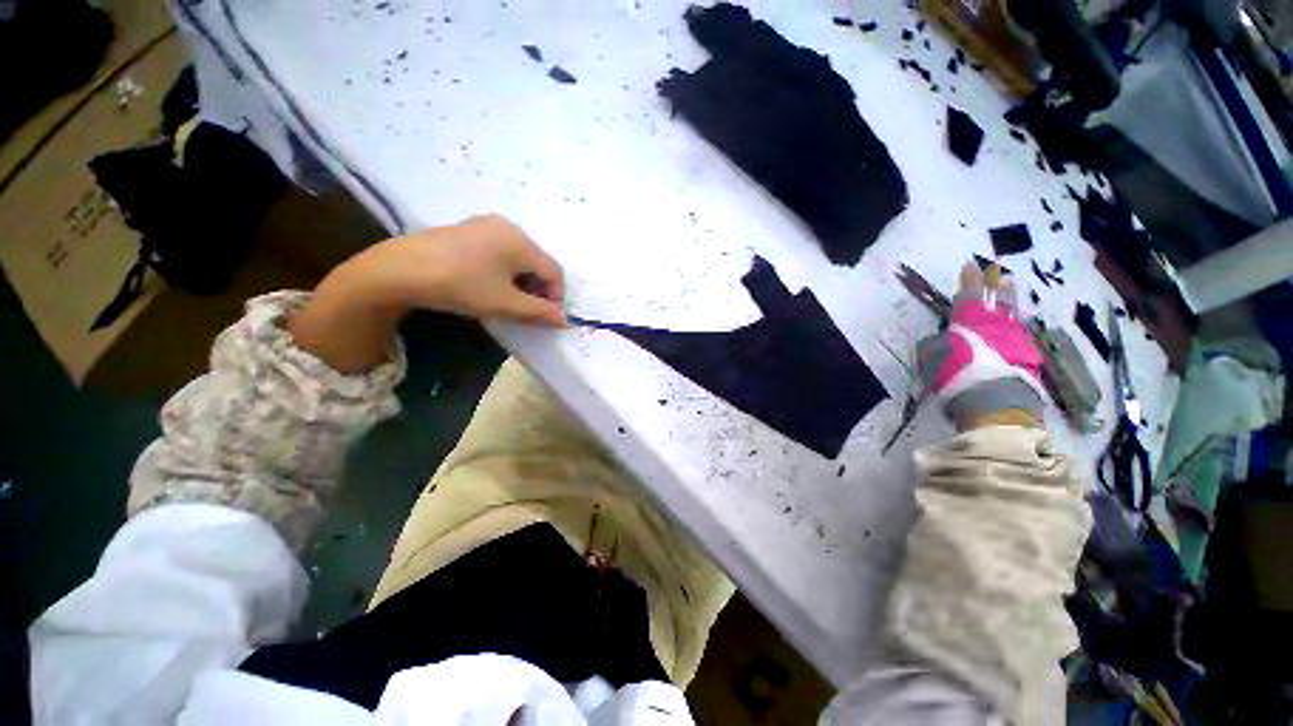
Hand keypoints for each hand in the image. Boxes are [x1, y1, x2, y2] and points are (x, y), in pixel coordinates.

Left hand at [370, 215, 566, 326]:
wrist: (399, 270)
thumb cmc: (461, 285)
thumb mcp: (505, 304)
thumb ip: (539, 312)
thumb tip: (564, 319)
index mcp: (521, 242)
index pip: (554, 271)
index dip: (556, 297)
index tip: (544, 317)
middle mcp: (508, 227)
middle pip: (538, 263)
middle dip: (538, 289)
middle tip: (524, 310)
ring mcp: (486, 225)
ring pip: (519, 257)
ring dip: (521, 281)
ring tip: (505, 299)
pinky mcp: (468, 230)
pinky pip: (500, 251)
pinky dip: (504, 271)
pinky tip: (487, 284)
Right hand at [916, 262, 1046, 429]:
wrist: (995, 402)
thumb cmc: (955, 375)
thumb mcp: (929, 358)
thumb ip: (934, 343)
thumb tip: (942, 338)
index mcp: (970, 319)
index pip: (969, 292)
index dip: (970, 278)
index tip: (970, 265)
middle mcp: (996, 323)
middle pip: (997, 298)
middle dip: (995, 285)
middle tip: (999, 273)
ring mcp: (1015, 337)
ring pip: (1012, 312)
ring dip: (1009, 299)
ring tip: (1011, 287)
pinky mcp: (1028, 354)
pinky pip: (1019, 330)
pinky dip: (1015, 322)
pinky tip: (1015, 323)